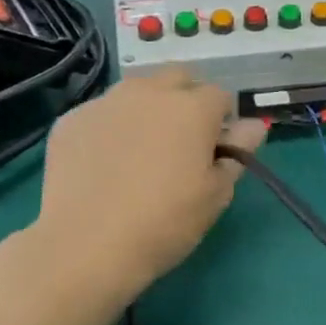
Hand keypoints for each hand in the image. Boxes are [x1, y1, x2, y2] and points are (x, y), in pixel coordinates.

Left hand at [23, 69, 264, 305]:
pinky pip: (102, 113)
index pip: (221, 96)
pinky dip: (111, 127)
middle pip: (178, 78)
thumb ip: (238, 152)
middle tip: (181, 142)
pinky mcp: (71, 120)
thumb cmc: (165, 222)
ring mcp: (106, 102)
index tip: (215, 151)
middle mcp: (150, 92)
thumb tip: (254, 125)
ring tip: (140, 150)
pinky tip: (105, 164)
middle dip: (186, 99)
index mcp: (193, 107)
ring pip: (137, 90)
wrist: (85, 246)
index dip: (223, 122)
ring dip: (148, 108)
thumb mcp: (216, 194)